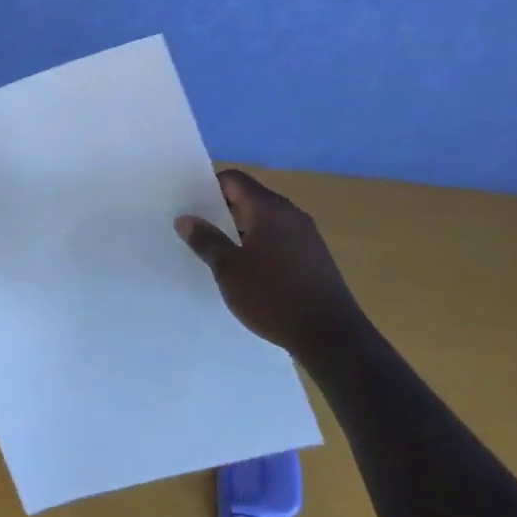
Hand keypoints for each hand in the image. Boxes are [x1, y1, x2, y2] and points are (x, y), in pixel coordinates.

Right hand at [175, 170, 367, 360]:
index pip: (234, 179)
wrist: (332, 336)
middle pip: (250, 198)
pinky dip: (259, 245)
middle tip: (197, 229)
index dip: (209, 186)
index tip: (190, 205)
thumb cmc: (273, 296)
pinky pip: (280, 239)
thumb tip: (185, 219)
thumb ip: (206, 240)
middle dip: (222, 210)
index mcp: (269, 209)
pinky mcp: (315, 257)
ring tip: (217, 252)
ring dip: (241, 230)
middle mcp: (291, 214)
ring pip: (265, 220)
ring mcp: (307, 236)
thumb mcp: (229, 269)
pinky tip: (248, 271)